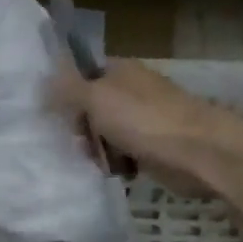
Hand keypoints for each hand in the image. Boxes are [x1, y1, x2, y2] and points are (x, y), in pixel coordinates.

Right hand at [58, 60, 242, 197]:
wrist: (200, 152)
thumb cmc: (145, 120)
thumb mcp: (96, 98)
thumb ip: (66, 89)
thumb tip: (42, 81)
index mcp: (120, 69)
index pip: (81, 73)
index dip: (66, 92)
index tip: (57, 114)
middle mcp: (131, 89)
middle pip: (91, 106)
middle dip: (81, 126)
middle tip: (79, 142)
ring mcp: (145, 118)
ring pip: (105, 132)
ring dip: (97, 148)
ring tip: (98, 162)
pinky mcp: (154, 146)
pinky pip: (123, 152)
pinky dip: (117, 163)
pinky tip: (115, 172)